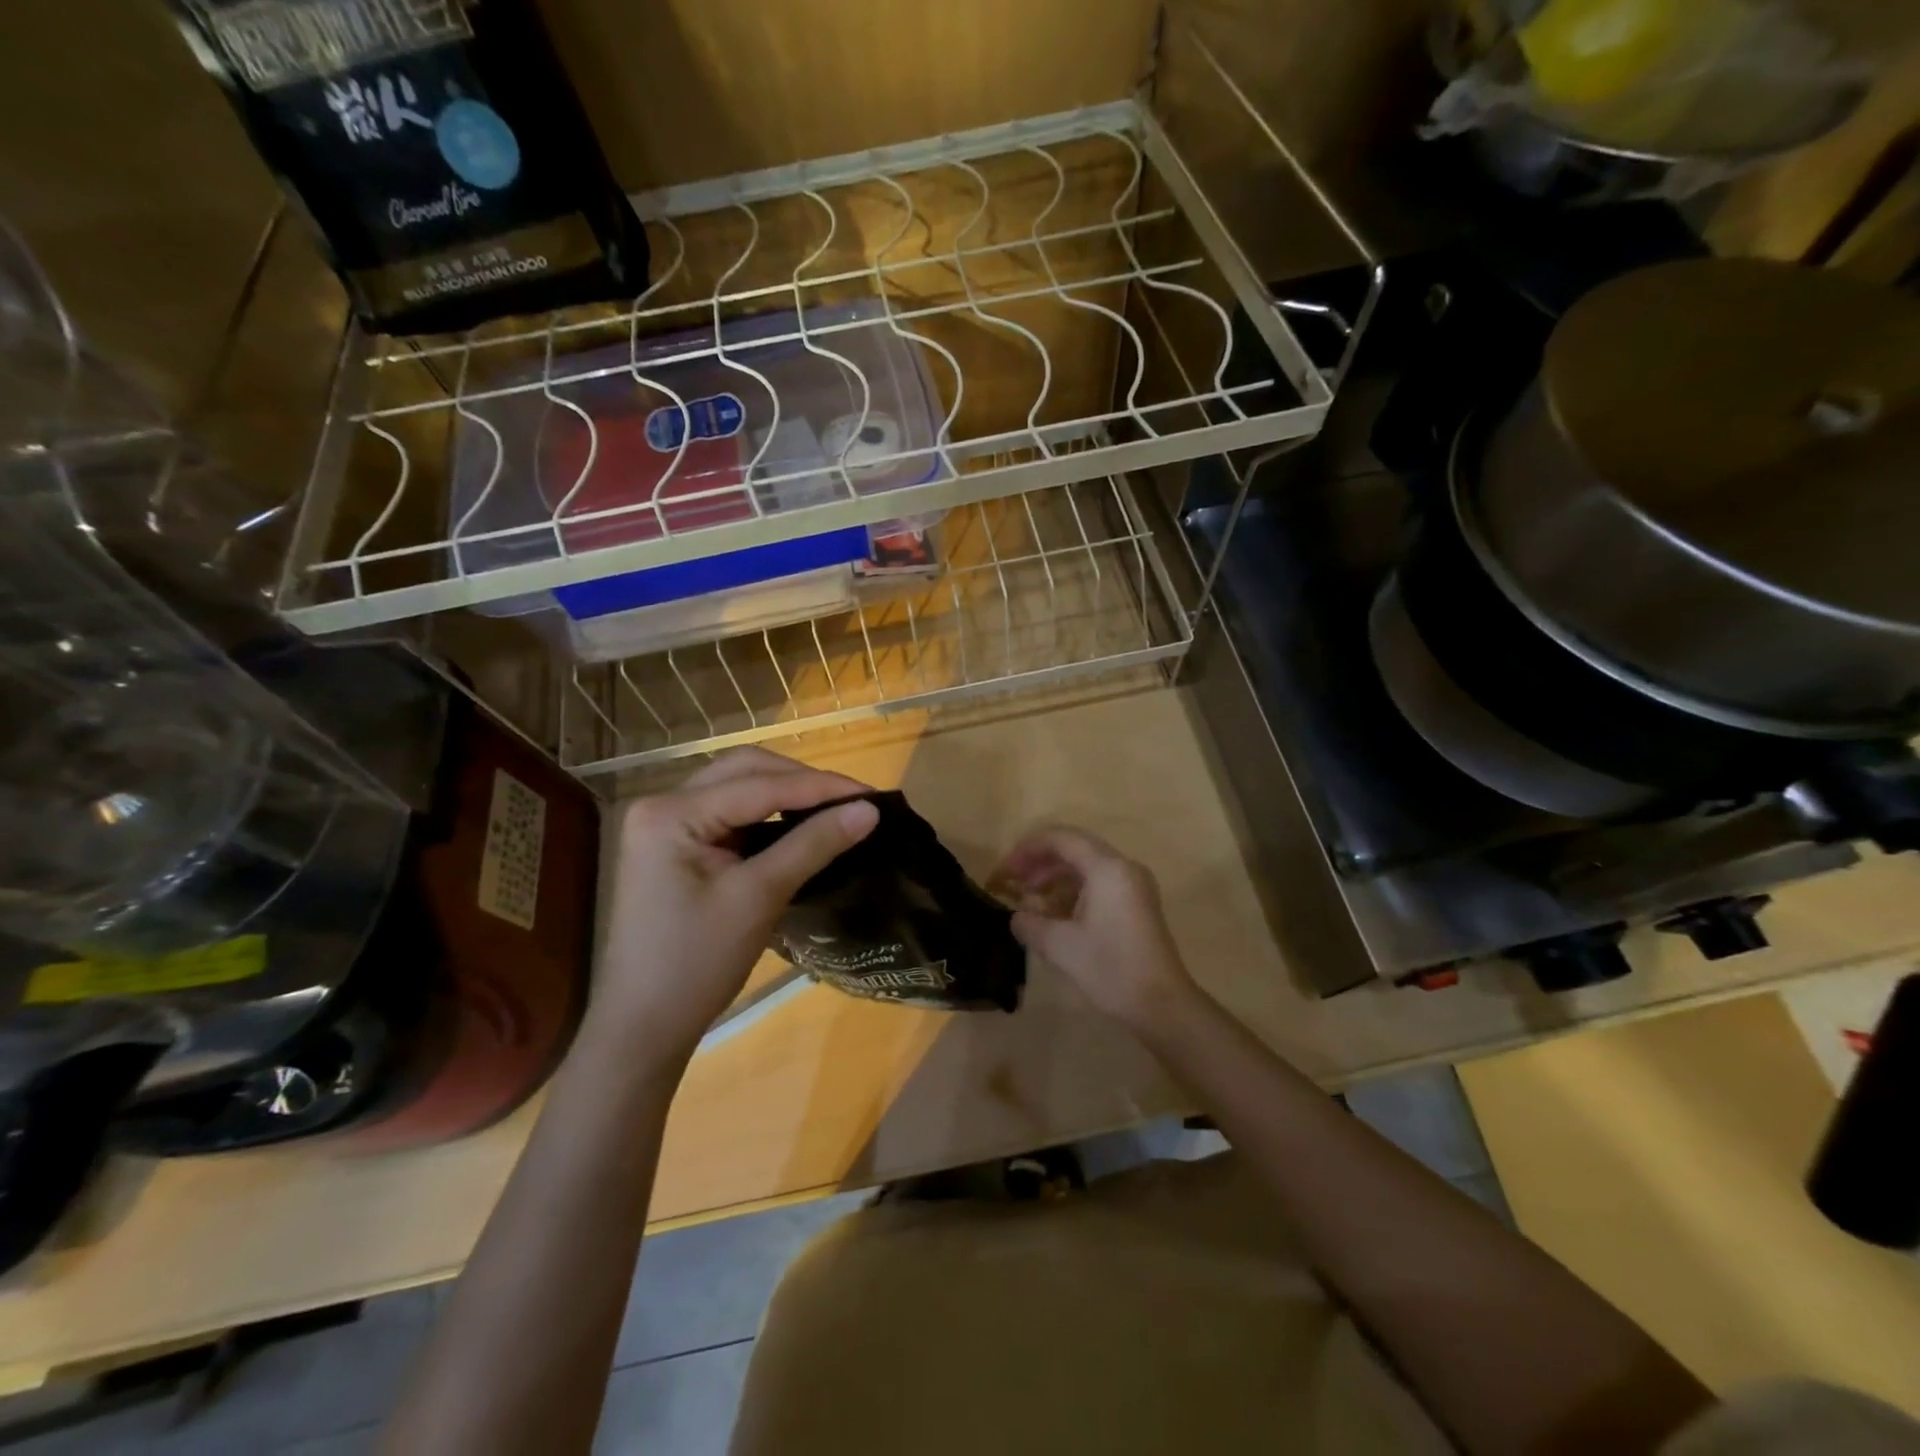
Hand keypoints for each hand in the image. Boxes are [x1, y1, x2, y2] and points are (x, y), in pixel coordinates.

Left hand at [594, 748, 878, 1070]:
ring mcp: (664, 824)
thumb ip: (813, 845)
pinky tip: (798, 824)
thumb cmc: (696, 964)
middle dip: (802, 780)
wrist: (644, 1027)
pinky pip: (729, 813)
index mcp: (671, 813)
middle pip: (744, 771)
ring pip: (737, 787)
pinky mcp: (674, 845)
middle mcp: (661, 804)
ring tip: (833, 808)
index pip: (760, 784)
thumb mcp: (759, 898)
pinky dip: (766, 814)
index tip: (873, 795)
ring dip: (785, 792)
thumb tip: (870, 811)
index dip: (821, 787)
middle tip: (853, 800)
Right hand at [991, 826, 1197, 1030]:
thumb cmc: (1111, 969)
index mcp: (1108, 868)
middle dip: (1039, 863)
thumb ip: (1030, 923)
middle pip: (1074, 848)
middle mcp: (1123, 867)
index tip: (1004, 872)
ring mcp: (1133, 886)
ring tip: (1028, 900)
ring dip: (1054, 878)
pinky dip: (1072, 891)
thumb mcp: (1060, 946)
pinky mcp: (1136, 904)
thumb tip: (1017, 917)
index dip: (1027, 849)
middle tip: (1011, 883)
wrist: (1162, 1005)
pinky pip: (1098, 883)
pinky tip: (1052, 914)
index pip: (1061, 838)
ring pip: (1086, 866)